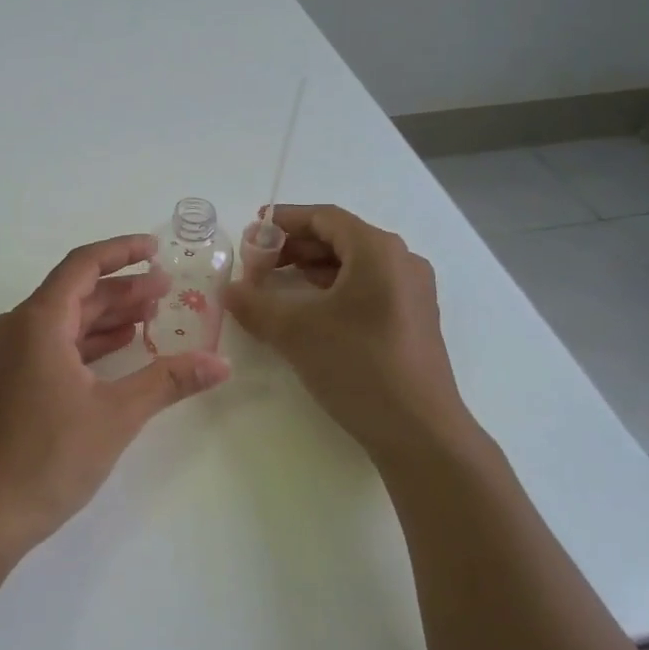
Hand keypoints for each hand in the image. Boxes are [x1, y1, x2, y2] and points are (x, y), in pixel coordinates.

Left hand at [0, 234, 231, 553]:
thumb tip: (221, 363)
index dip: (121, 252)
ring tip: (151, 316)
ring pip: (64, 320)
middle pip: (74, 292)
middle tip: (167, 290)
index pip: (82, 265)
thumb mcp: (116, 415)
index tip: (156, 250)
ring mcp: (8, 357)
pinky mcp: (8, 383)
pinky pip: (52, 345)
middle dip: (122, 288)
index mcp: (37, 322)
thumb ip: (168, 381)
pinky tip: (117, 349)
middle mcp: (17, 328)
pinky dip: (87, 342)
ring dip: (106, 316)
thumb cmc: (48, 456)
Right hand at [222, 205, 472, 464]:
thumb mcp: (295, 331)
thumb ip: (255, 303)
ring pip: (352, 266)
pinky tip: (306, 312)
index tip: (250, 231)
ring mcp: (411, 293)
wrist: (419, 432)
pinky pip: (366, 289)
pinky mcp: (411, 321)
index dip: (284, 220)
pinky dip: (331, 291)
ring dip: (310, 270)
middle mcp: (401, 262)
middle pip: (339, 238)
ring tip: (273, 286)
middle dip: (293, 247)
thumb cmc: (358, 365)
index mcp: (378, 250)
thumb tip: (229, 290)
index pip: (325, 217)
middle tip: (256, 264)